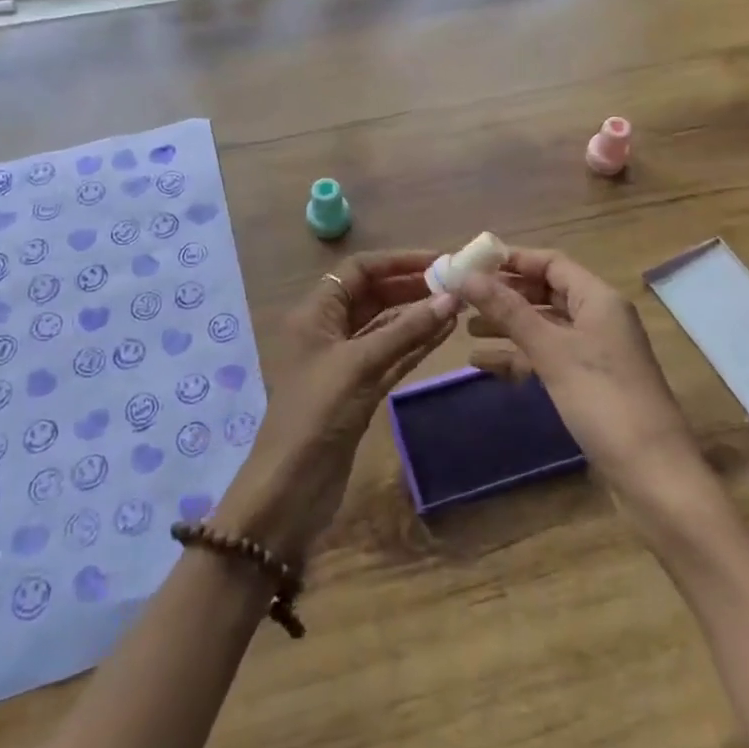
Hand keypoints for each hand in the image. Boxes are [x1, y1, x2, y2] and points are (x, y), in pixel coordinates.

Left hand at [214, 250, 457, 561]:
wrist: (291, 487)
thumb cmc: (317, 413)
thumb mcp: (360, 364)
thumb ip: (406, 331)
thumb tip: (451, 297)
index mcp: (316, 313)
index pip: (359, 270)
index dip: (397, 261)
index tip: (438, 260)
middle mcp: (329, 330)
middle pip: (374, 295)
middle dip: (411, 286)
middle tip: (456, 283)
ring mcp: (345, 361)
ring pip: (386, 326)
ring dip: (418, 315)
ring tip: (458, 303)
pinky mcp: (359, 389)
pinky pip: (391, 355)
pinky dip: (416, 344)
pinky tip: (445, 333)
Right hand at [462, 248, 702, 498]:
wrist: (652, 473)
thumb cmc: (602, 400)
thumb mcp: (551, 350)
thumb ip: (508, 311)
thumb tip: (466, 275)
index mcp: (598, 299)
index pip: (551, 263)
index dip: (512, 260)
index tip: (470, 264)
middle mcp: (598, 318)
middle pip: (546, 293)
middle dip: (505, 295)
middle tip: (462, 299)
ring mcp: (595, 352)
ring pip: (544, 327)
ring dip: (507, 326)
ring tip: (465, 330)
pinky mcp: (588, 383)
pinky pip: (548, 357)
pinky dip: (519, 357)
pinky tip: (485, 365)